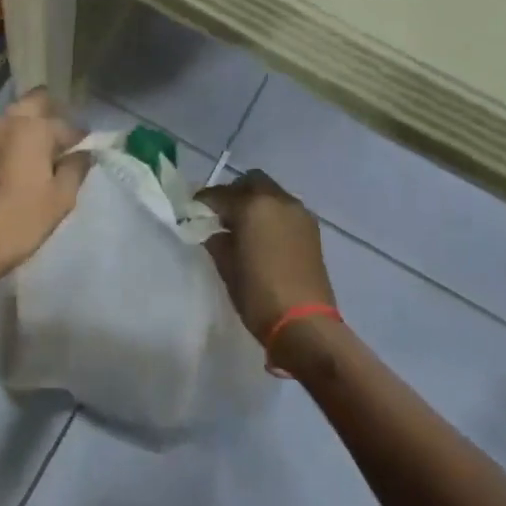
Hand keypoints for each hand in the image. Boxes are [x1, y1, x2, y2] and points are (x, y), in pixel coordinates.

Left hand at [0, 89, 89, 283]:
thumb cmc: (20, 221)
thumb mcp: (61, 198)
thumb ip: (76, 168)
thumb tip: (83, 153)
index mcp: (31, 128)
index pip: (66, 126)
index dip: (81, 140)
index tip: (87, 153)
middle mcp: (5, 122)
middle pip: (34, 103)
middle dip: (52, 116)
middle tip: (63, 143)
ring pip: (13, 118)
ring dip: (29, 128)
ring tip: (41, 156)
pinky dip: (11, 142)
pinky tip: (17, 166)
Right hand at [198, 170, 335, 342]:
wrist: (304, 323)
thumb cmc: (258, 294)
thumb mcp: (227, 267)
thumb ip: (217, 241)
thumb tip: (215, 232)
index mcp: (253, 206)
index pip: (220, 194)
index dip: (204, 201)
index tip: (193, 210)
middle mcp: (278, 201)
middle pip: (251, 182)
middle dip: (233, 193)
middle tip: (220, 214)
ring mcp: (299, 213)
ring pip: (271, 193)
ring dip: (255, 202)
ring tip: (242, 226)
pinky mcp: (312, 229)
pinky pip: (285, 209)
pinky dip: (271, 214)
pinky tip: (263, 236)